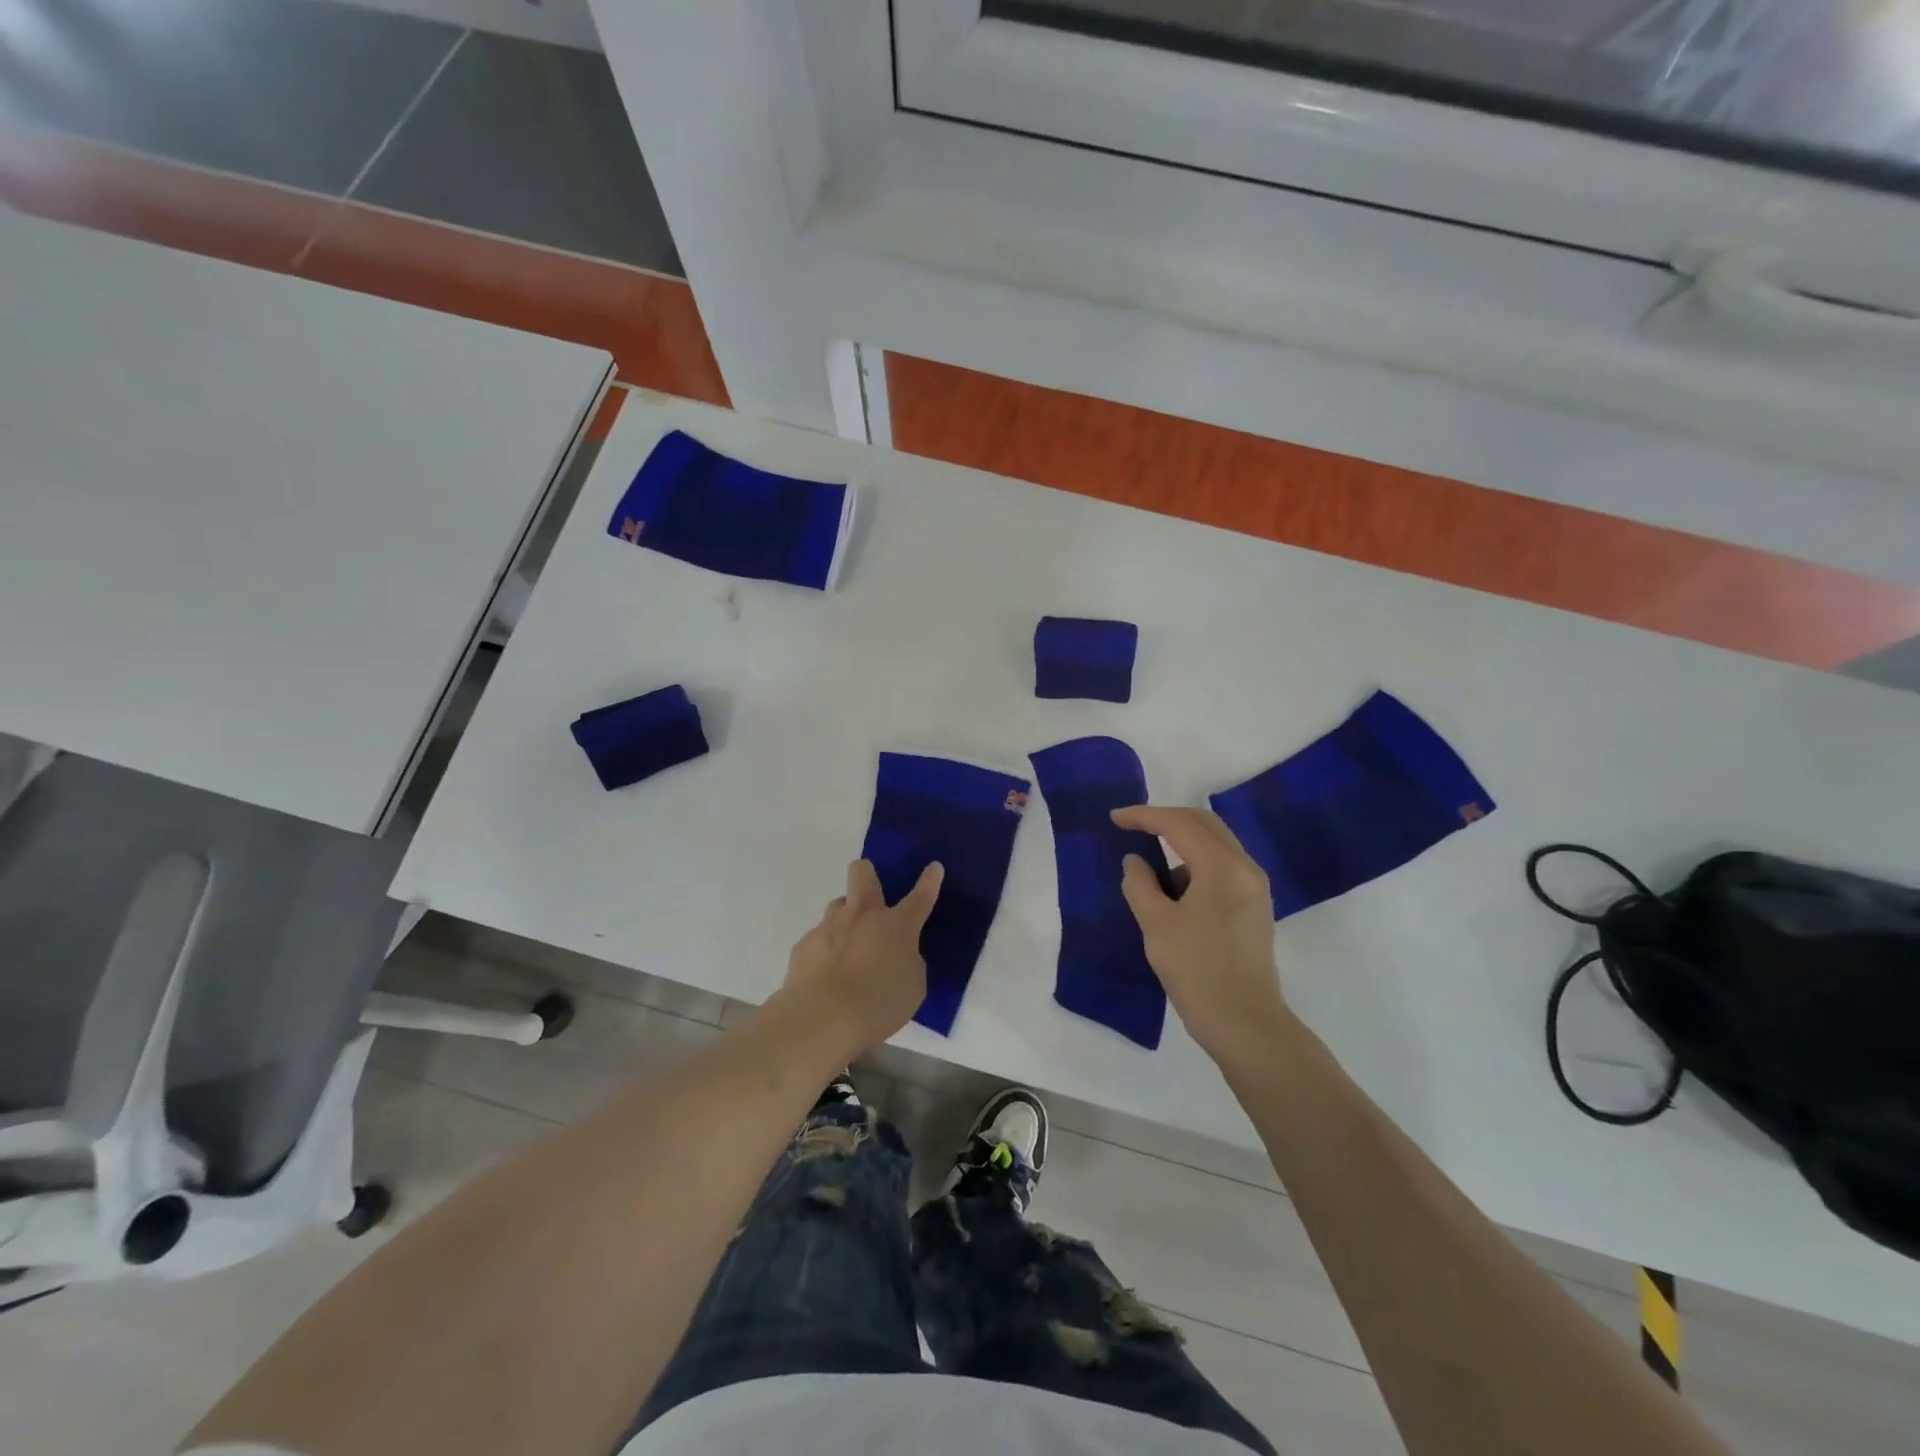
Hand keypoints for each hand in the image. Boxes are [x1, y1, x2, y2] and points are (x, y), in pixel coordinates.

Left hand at [779, 858, 943, 1063]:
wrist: (822, 1019)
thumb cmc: (878, 1004)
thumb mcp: (912, 987)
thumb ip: (908, 963)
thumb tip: (897, 955)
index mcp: (896, 926)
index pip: (920, 897)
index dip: (929, 881)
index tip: (934, 868)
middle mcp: (862, 915)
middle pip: (862, 873)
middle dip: (867, 874)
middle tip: (872, 895)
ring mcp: (829, 926)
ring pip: (838, 905)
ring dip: (846, 918)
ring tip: (849, 948)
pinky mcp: (804, 945)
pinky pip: (819, 938)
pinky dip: (826, 950)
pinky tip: (826, 976)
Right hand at [1111, 806, 1288, 1067]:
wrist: (1246, 1025)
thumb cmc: (1198, 971)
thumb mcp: (1156, 925)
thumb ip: (1140, 884)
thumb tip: (1135, 862)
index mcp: (1223, 867)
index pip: (1179, 824)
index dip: (1144, 816)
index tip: (1114, 818)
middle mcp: (1245, 868)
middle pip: (1204, 824)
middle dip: (1166, 820)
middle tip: (1132, 827)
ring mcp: (1255, 888)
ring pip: (1215, 846)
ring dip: (1182, 846)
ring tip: (1150, 872)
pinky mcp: (1255, 908)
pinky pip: (1222, 869)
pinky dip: (1195, 867)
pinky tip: (1174, 893)